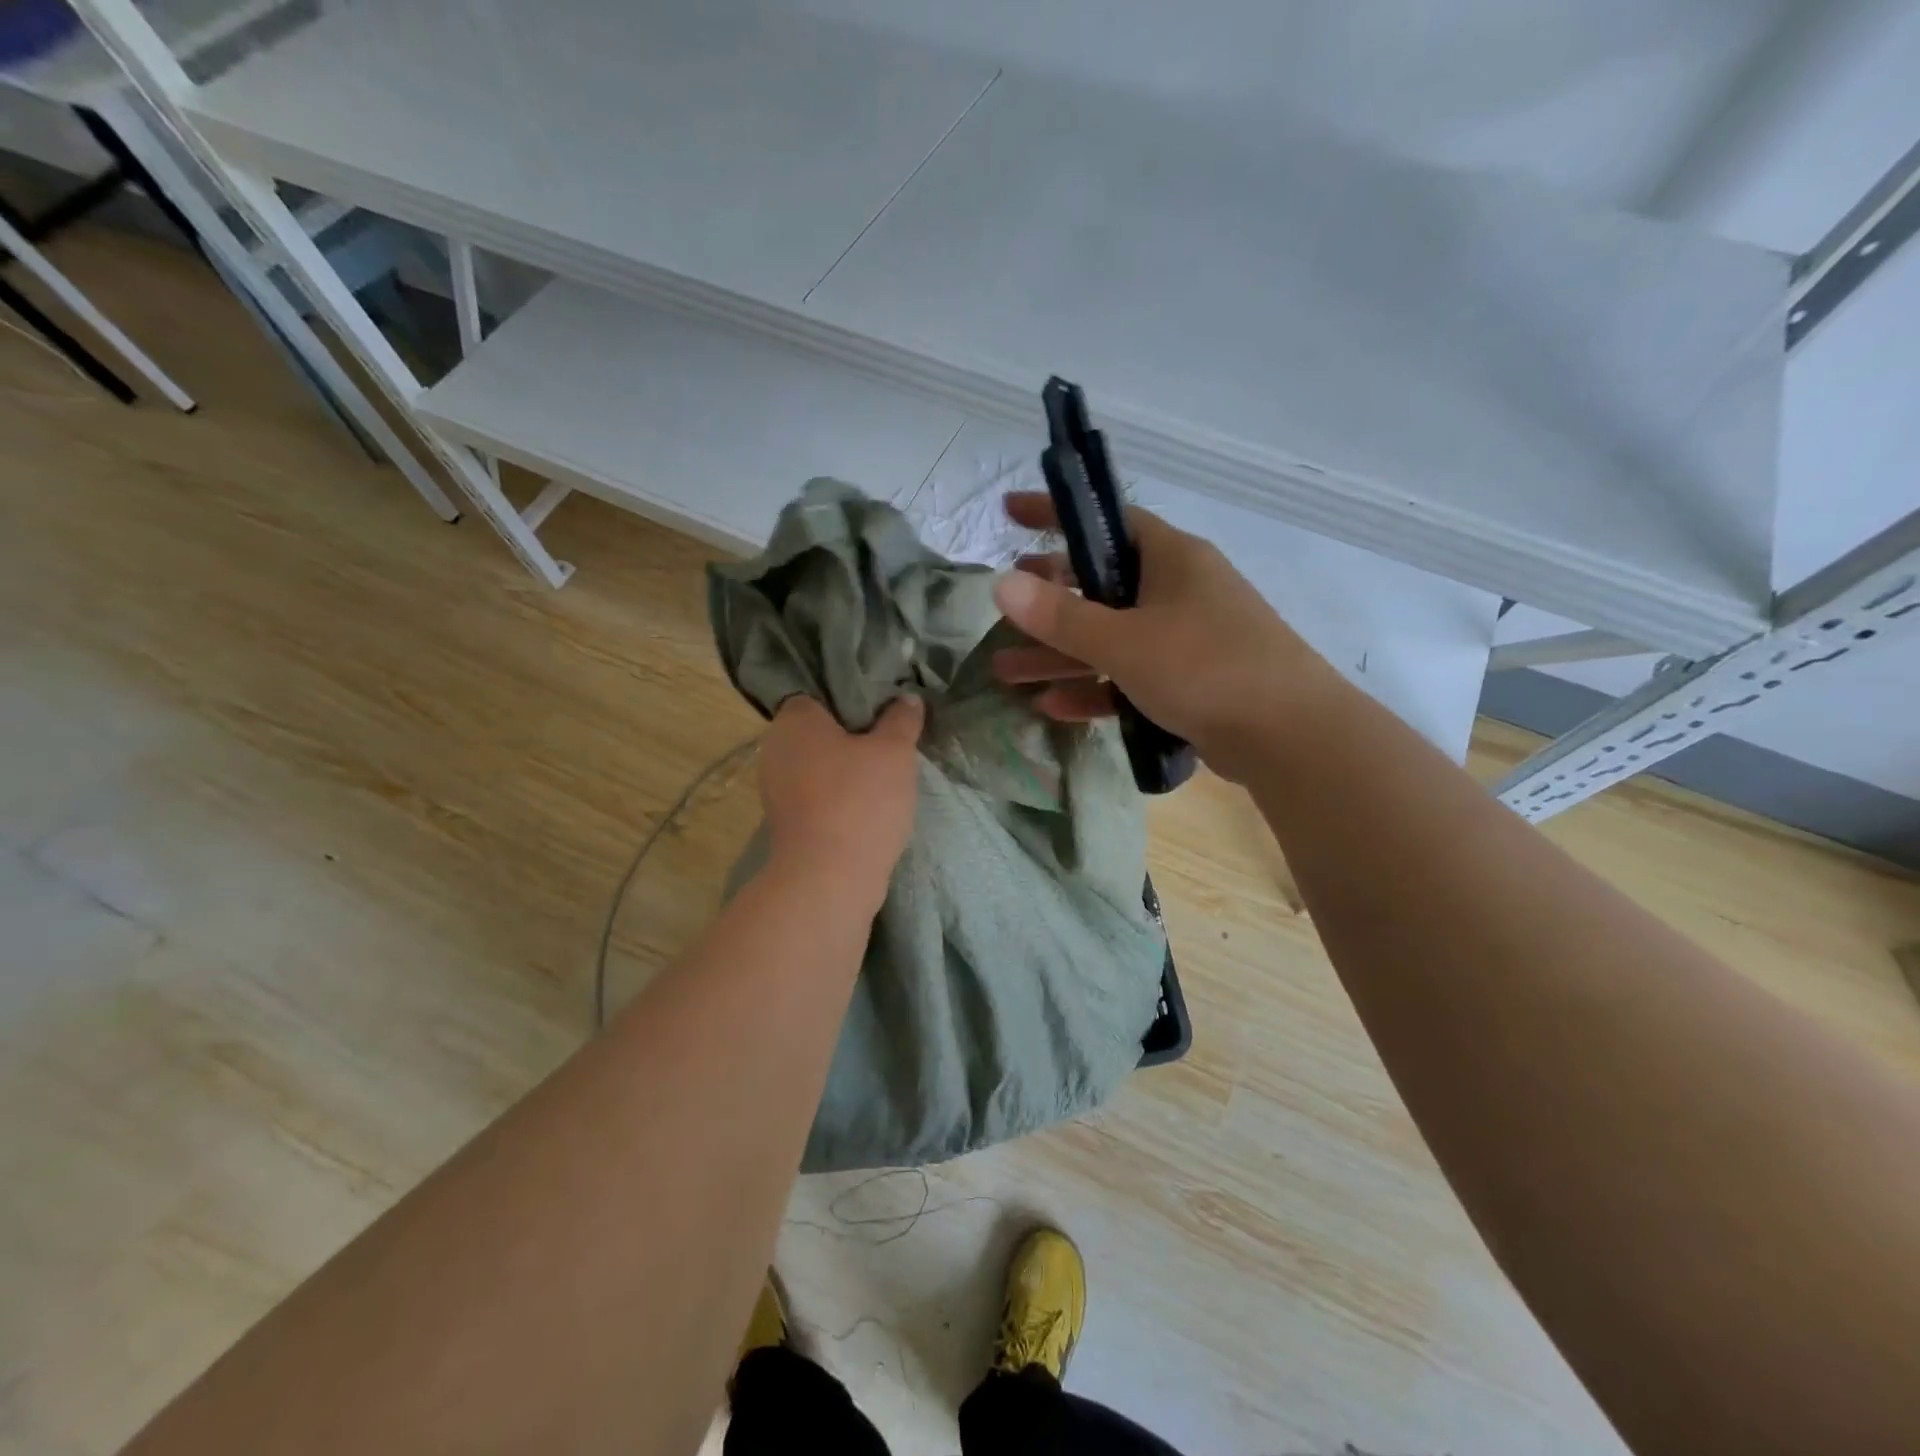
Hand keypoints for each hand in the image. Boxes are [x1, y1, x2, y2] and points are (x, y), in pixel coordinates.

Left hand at [759, 694, 923, 902]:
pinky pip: (816, 792)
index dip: (851, 695)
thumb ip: (902, 720)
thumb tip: (907, 697)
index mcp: (794, 720)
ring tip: (885, 769)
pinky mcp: (786, 820)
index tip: (882, 704)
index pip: (818, 692)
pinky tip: (868, 801)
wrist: (829, 877)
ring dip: (846, 766)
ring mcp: (776, 787)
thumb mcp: (894, 752)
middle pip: (818, 729)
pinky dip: (838, 793)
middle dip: (852, 732)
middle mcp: (775, 748)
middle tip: (890, 736)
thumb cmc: (860, 800)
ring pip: (818, 763)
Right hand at [990, 492, 1340, 784]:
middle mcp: (1179, 590)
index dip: (1055, 514)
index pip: (1105, 520)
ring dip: (1061, 655)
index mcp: (1171, 558)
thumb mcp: (1124, 640)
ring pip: (1110, 639)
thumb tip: (1001, 583)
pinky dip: (1094, 688)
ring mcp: (1185, 639)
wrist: (1288, 736)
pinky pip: (1130, 677)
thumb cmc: (1205, 668)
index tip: (1010, 513)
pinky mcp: (1189, 683)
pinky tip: (1053, 706)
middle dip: (1050, 601)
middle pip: (1101, 585)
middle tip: (1008, 606)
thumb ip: (1060, 616)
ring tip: (1007, 670)